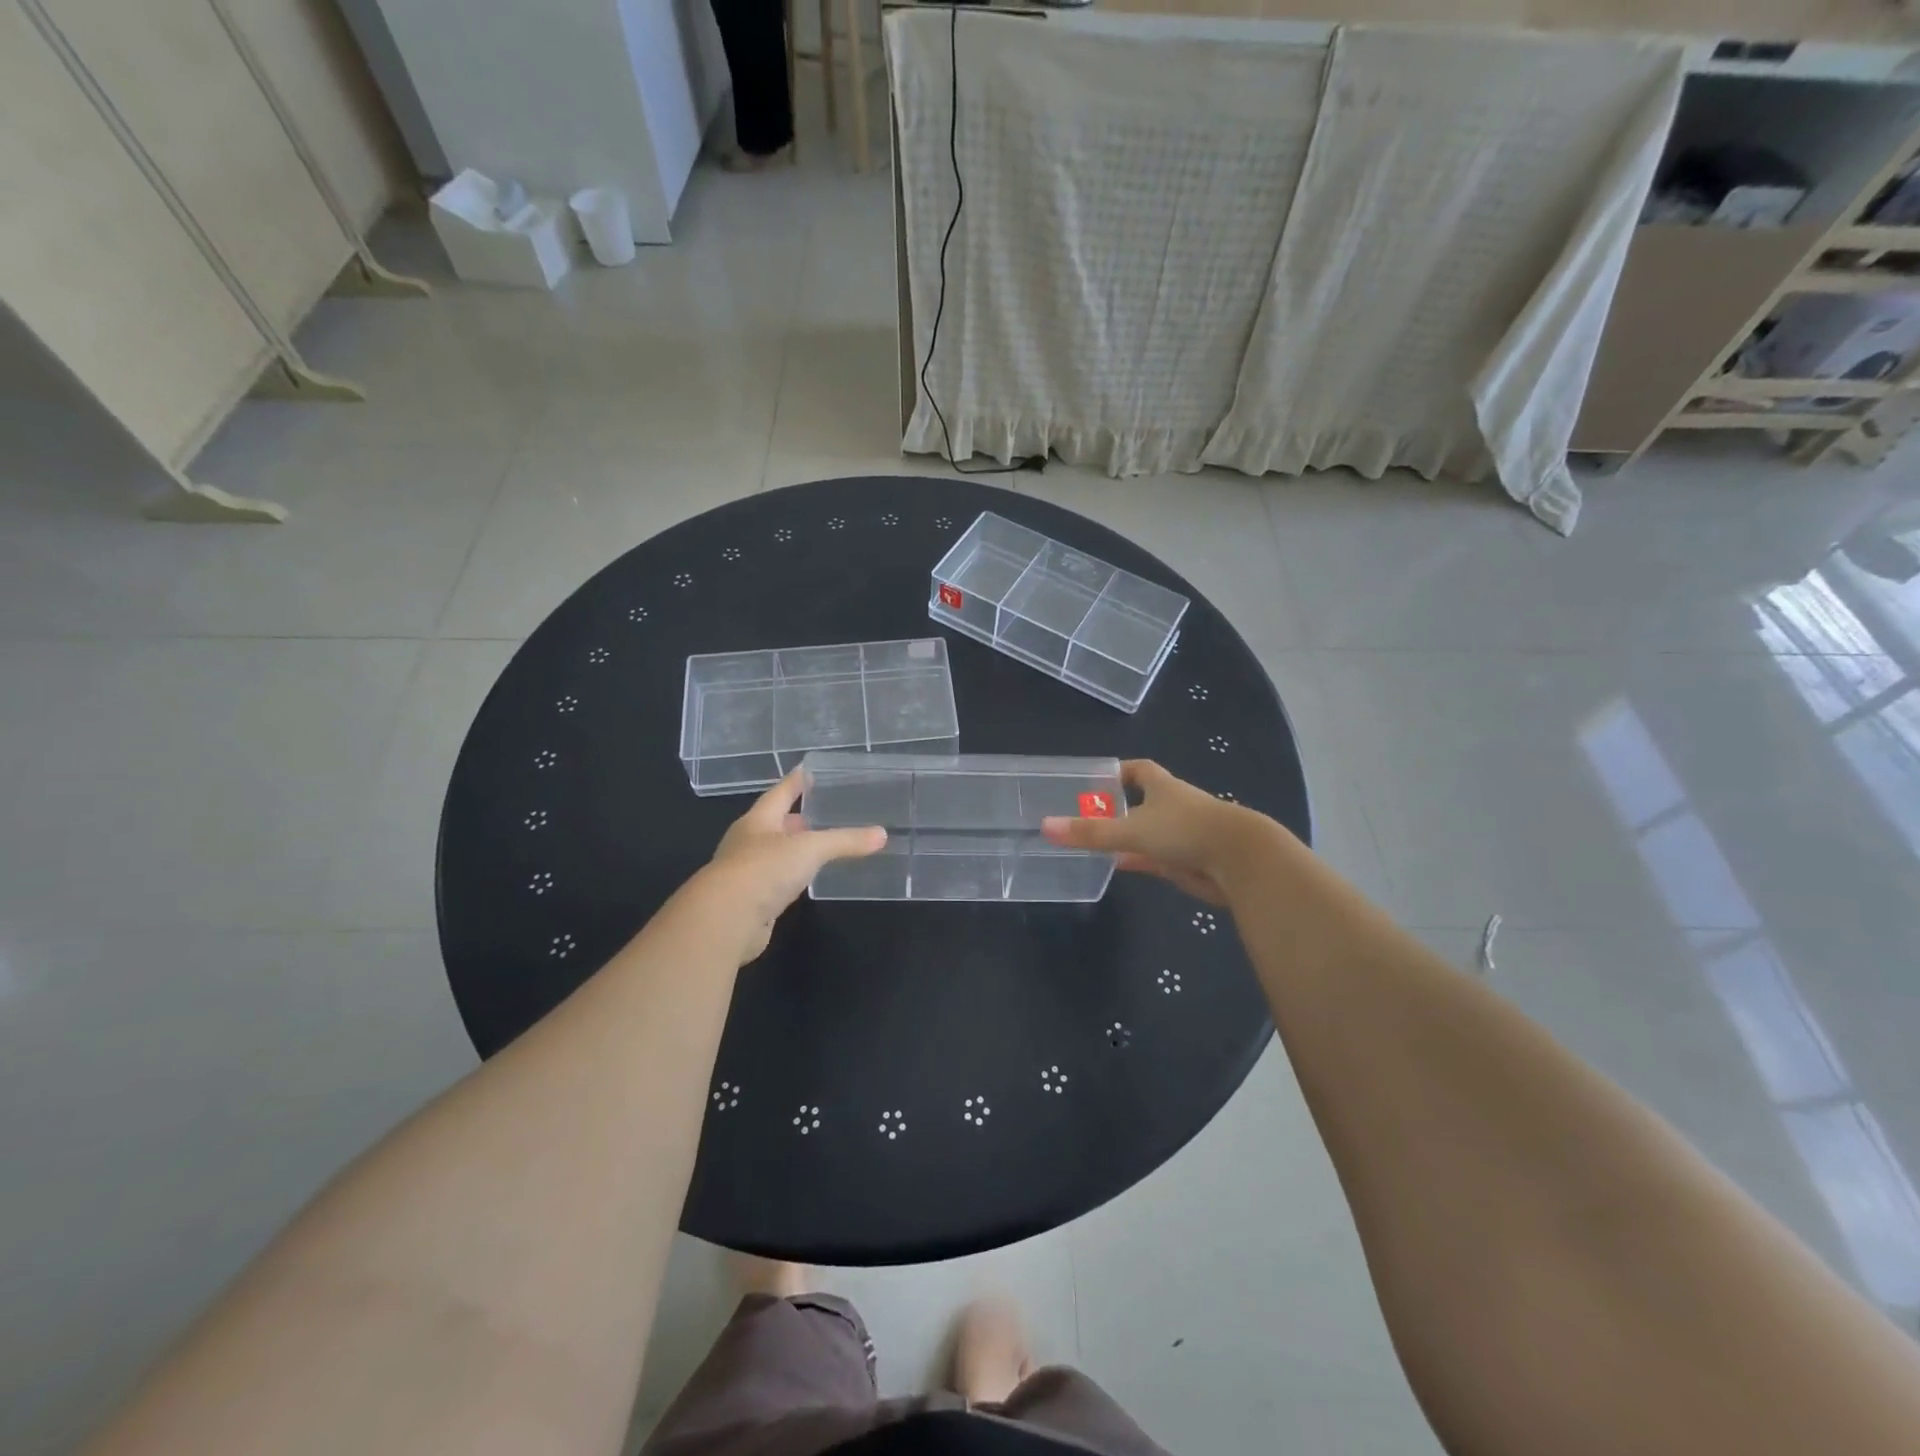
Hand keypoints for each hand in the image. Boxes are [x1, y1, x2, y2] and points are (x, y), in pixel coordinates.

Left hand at [699, 769, 885, 963]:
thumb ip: (845, 841)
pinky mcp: (750, 902)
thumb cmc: (763, 870)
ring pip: (774, 854)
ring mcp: (746, 873)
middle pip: (774, 824)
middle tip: (818, 811)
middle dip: (795, 818)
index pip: (779, 793)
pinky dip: (790, 877)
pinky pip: (775, 882)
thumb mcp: (809, 849)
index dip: (795, 781)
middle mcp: (748, 843)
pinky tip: (804, 880)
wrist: (725, 921)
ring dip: (792, 849)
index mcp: (758, 821)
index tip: (807, 769)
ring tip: (816, 845)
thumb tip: (882, 834)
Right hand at [1040, 759, 1255, 904]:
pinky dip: (1139, 859)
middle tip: (1087, 815)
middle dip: (1119, 806)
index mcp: (1163, 787)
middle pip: (1143, 801)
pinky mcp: (1189, 861)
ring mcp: (1183, 834)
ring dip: (1128, 836)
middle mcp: (1174, 806)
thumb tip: (1046, 826)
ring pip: (1150, 832)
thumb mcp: (1132, 830)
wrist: (1241, 861)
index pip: (1139, 769)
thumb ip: (1090, 832)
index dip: (1119, 771)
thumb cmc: (1186, 830)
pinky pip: (1157, 857)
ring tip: (1097, 842)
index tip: (1097, 779)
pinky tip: (1121, 865)